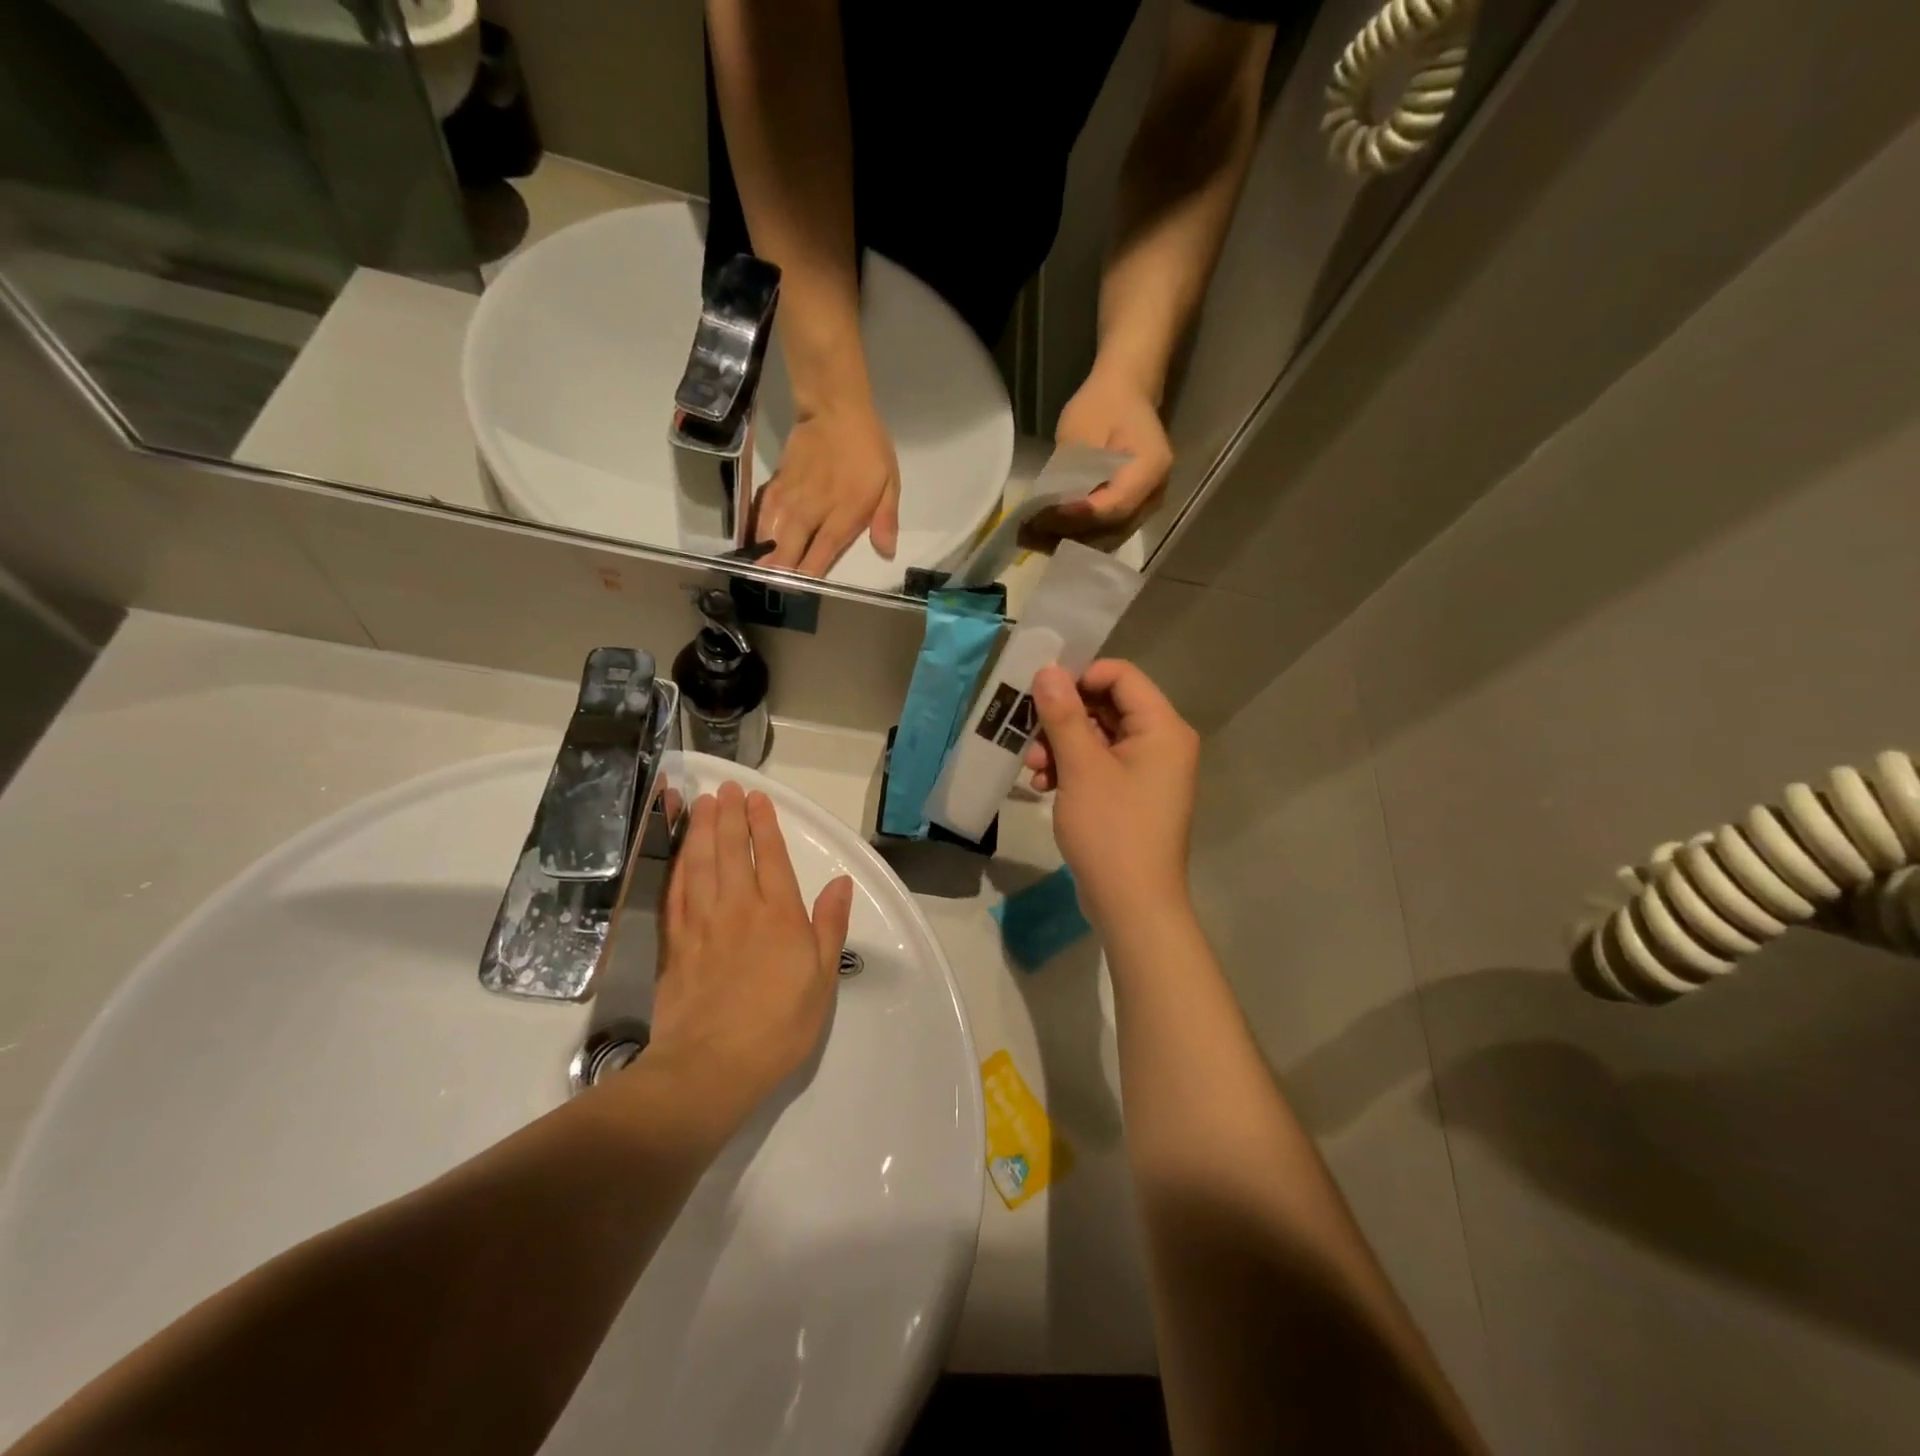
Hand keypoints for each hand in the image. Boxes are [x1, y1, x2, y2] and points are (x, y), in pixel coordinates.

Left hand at [648, 782, 854, 1116]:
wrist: (711, 1067)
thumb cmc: (778, 1026)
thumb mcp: (821, 979)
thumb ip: (829, 926)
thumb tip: (840, 884)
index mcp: (779, 915)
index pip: (770, 857)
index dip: (763, 824)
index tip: (757, 798)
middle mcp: (738, 908)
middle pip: (730, 851)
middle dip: (729, 816)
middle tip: (726, 788)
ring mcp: (702, 924)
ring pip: (699, 864)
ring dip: (701, 830)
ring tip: (702, 804)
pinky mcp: (675, 943)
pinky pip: (675, 893)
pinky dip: (677, 866)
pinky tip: (678, 853)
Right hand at [754, 398, 900, 575]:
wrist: (835, 409)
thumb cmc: (867, 449)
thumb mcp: (889, 483)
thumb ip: (885, 520)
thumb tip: (886, 552)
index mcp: (843, 514)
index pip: (821, 554)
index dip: (809, 575)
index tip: (801, 591)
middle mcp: (812, 511)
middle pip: (789, 550)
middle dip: (781, 572)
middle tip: (775, 589)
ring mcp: (790, 498)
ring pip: (770, 535)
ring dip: (763, 556)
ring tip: (757, 575)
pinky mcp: (776, 485)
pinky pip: (761, 514)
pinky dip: (756, 531)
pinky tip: (752, 544)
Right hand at [1024, 660, 1199, 932]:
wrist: (1132, 905)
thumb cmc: (1111, 829)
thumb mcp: (1081, 767)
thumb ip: (1063, 714)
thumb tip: (1048, 670)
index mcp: (1162, 728)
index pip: (1121, 676)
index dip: (1080, 677)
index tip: (1042, 695)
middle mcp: (1161, 743)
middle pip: (1107, 706)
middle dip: (1063, 719)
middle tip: (1029, 734)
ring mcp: (1147, 772)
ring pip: (1097, 737)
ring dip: (1061, 746)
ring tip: (1034, 768)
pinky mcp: (1131, 796)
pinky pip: (1099, 766)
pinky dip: (1071, 770)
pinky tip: (1043, 786)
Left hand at [1030, 367, 1173, 547]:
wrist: (1125, 394)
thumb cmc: (1102, 404)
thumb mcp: (1080, 430)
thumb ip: (1070, 472)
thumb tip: (1049, 510)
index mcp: (1151, 466)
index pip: (1114, 506)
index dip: (1078, 516)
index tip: (1043, 516)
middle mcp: (1155, 494)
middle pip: (1111, 530)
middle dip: (1069, 534)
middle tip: (1030, 531)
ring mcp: (1147, 507)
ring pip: (1107, 538)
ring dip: (1070, 541)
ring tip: (1033, 536)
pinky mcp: (1133, 513)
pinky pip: (1106, 534)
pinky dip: (1077, 536)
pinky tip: (1047, 534)